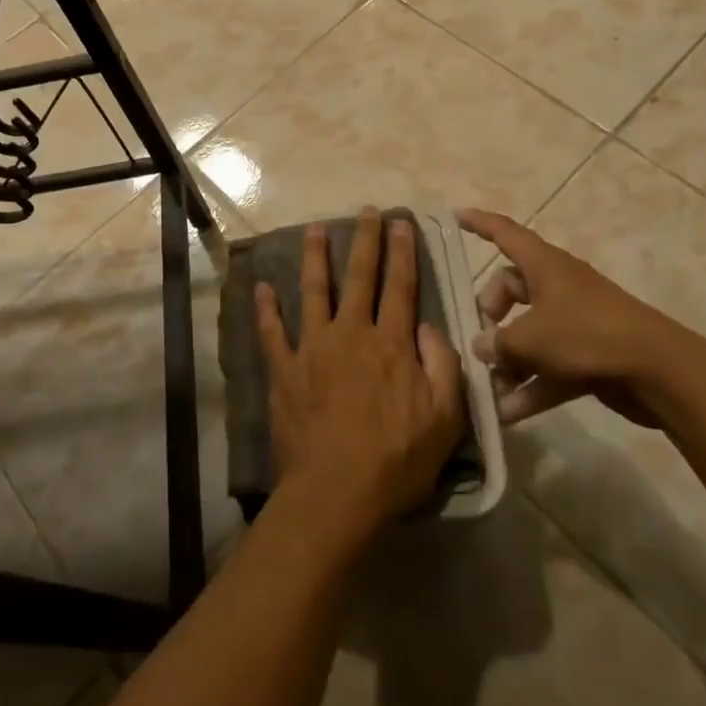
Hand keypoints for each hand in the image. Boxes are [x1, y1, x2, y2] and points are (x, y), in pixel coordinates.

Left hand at [256, 210, 467, 540]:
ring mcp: (313, 348)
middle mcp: (351, 334)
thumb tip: (429, 327)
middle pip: (360, 277)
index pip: (400, 287)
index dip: (403, 253)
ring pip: (314, 291)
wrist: (337, 493)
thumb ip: (443, 367)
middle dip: (365, 241)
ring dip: (315, 258)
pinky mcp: (284, 369)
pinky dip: (266, 309)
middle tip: (366, 212)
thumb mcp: (444, 420)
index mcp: (390, 344)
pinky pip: (272, 332)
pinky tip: (261, 287)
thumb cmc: (396, 461)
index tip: (402, 224)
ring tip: (314, 229)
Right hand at [459, 208, 685, 427]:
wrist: (659, 371)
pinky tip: (510, 413)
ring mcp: (576, 320)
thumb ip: (498, 343)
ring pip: (530, 331)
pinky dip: (532, 384)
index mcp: (544, 265)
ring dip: (509, 360)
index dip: (479, 223)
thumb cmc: (586, 336)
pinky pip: (550, 364)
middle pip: (512, 288)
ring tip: (489, 388)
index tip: (455, 216)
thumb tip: (483, 346)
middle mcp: (558, 286)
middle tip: (481, 340)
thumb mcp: (530, 339)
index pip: (504, 233)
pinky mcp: (589, 354)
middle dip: (491, 313)